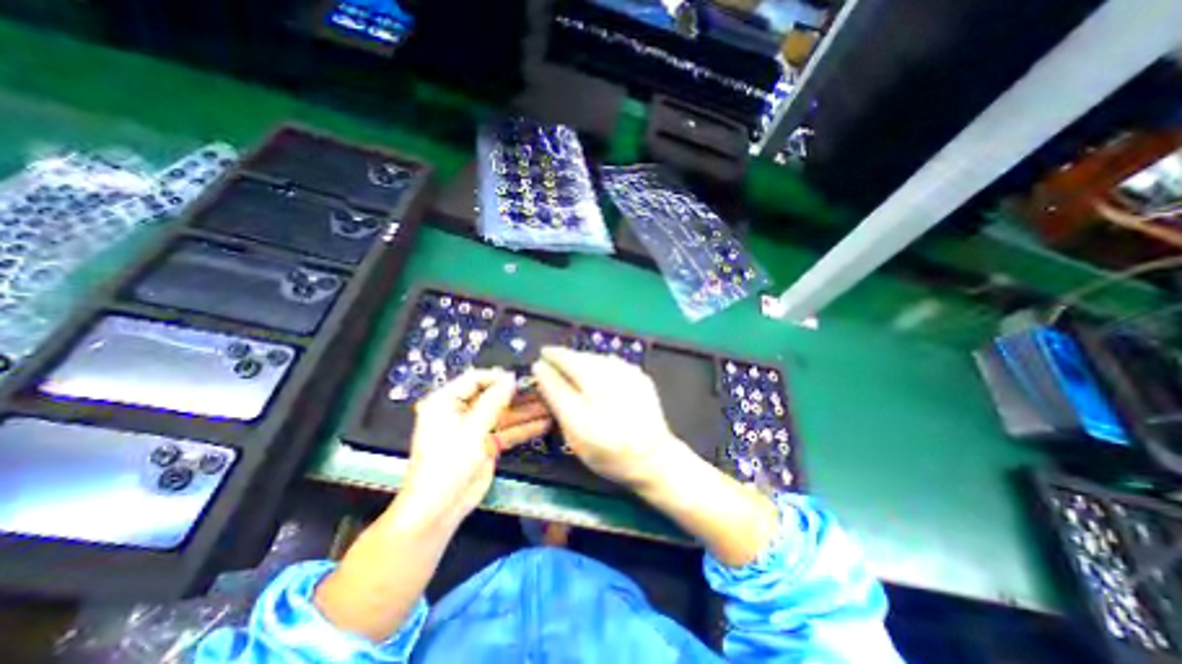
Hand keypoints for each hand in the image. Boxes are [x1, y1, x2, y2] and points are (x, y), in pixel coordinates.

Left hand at [402, 365, 554, 526]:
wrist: (438, 510)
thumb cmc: (447, 465)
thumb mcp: (470, 431)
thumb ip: (492, 402)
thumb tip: (510, 378)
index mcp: (446, 402)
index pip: (475, 379)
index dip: (498, 378)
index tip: (521, 379)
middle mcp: (461, 411)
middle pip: (493, 396)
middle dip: (517, 395)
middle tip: (543, 389)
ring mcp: (475, 428)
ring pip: (504, 413)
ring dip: (526, 411)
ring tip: (550, 405)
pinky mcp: (486, 443)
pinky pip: (507, 430)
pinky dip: (524, 428)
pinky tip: (545, 423)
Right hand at [534, 348, 688, 493]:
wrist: (653, 458)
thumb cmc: (608, 451)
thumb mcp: (574, 433)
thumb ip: (556, 399)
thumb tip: (542, 371)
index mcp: (591, 392)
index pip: (561, 368)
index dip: (548, 363)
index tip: (539, 362)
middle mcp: (610, 378)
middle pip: (579, 358)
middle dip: (563, 358)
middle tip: (552, 362)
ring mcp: (627, 374)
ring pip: (595, 357)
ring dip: (580, 360)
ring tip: (571, 369)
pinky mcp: (639, 375)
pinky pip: (610, 362)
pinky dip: (598, 365)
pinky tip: (596, 377)